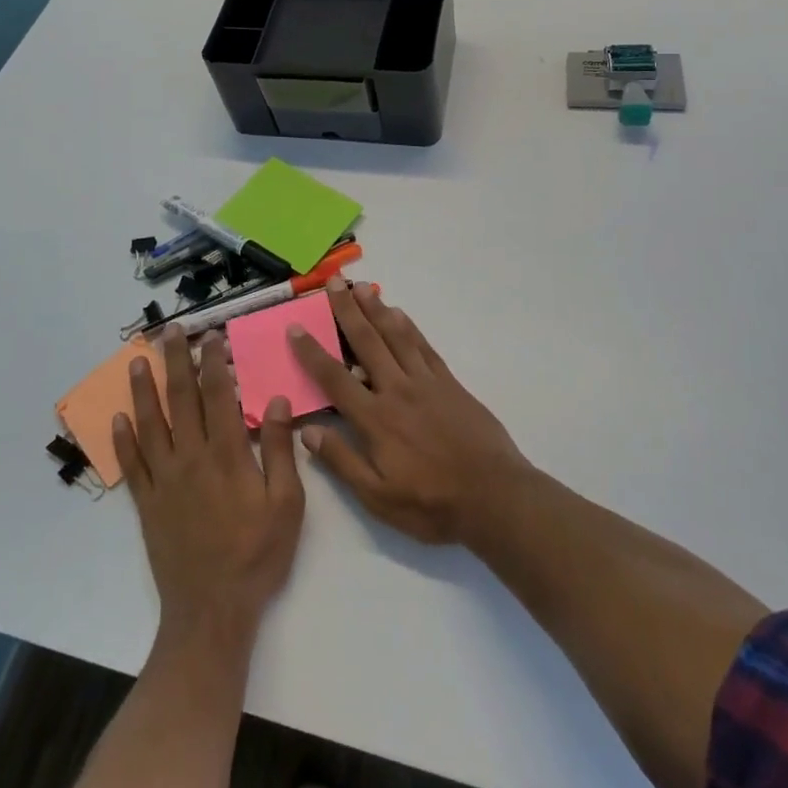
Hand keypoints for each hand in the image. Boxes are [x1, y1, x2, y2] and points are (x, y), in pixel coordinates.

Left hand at [114, 328, 304, 641]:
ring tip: (138, 361)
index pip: (218, 396)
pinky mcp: (148, 504)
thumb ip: (282, 451)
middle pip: (181, 399)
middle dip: (177, 361)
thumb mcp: (287, 505)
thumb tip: (277, 400)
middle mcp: (191, 459)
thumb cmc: (257, 556)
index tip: (212, 334)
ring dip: (144, 390)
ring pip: (151, 425)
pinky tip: (118, 418)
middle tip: (171, 330)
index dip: (214, 362)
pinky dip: (124, 440)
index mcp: (227, 456)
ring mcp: (165, 481)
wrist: (211, 613)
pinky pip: (132, 465)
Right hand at [288, 279, 529, 544]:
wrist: (493, 494)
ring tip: (362, 286)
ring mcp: (425, 381)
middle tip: (333, 283)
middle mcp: (397, 390)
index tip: (295, 327)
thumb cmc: (431, 504)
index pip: (334, 378)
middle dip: (346, 311)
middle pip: (366, 342)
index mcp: (375, 419)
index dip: (312, 352)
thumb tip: (307, 432)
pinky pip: (423, 345)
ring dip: (376, 308)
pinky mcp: (448, 381)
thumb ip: (342, 462)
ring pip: (395, 335)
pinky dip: (409, 326)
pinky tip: (399, 313)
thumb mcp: (378, 498)